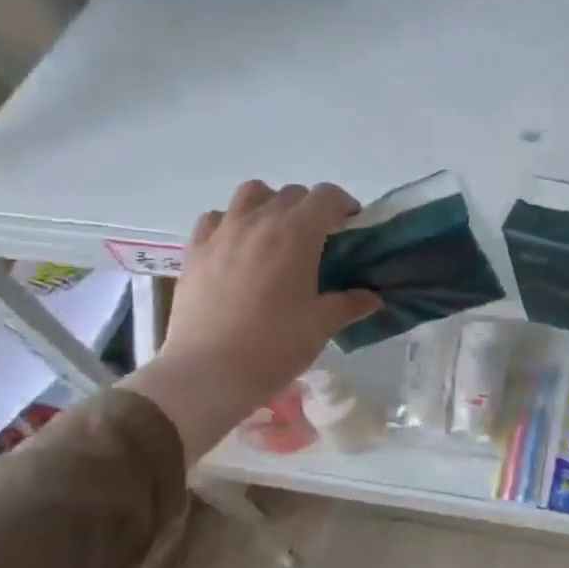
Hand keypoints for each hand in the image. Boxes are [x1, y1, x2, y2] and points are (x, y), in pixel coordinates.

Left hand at [120, 181, 381, 458]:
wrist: (207, 373)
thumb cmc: (274, 346)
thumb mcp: (321, 325)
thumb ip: (350, 304)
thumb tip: (373, 297)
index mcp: (296, 233)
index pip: (327, 196)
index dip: (344, 205)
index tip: (352, 226)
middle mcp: (259, 221)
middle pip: (292, 194)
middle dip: (311, 208)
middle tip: (319, 240)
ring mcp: (223, 233)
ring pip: (251, 194)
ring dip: (270, 204)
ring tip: (276, 234)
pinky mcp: (195, 251)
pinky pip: (215, 218)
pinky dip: (231, 222)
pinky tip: (237, 248)